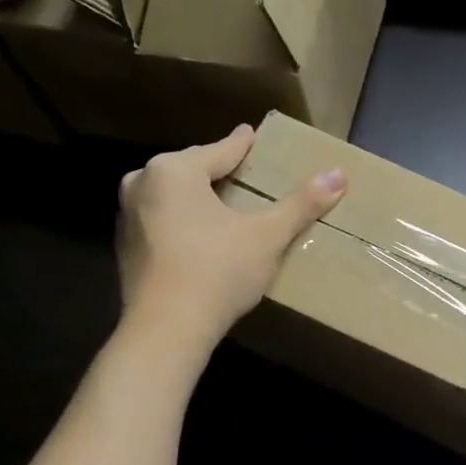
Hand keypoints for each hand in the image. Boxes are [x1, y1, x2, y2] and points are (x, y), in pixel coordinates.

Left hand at [116, 125, 345, 347]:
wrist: (166, 330)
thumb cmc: (218, 270)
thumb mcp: (267, 236)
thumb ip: (301, 204)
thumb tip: (340, 174)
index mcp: (174, 171)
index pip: (219, 151)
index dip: (241, 145)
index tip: (251, 134)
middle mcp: (142, 184)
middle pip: (191, 170)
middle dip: (217, 170)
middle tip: (241, 169)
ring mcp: (127, 218)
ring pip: (172, 196)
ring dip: (197, 197)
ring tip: (222, 201)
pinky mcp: (125, 249)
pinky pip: (161, 222)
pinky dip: (182, 222)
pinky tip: (201, 235)